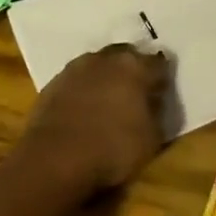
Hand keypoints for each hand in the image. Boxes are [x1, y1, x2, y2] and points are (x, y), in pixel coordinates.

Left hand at [13, 43, 173, 196]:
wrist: (55, 159)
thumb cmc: (113, 148)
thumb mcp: (152, 138)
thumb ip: (156, 113)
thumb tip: (153, 101)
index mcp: (136, 67)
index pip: (158, 62)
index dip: (162, 78)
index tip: (161, 92)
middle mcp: (106, 59)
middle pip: (126, 56)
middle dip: (133, 70)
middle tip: (136, 93)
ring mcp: (76, 68)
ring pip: (98, 65)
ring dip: (105, 77)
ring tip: (107, 100)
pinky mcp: (53, 83)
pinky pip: (76, 81)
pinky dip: (83, 90)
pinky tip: (83, 110)